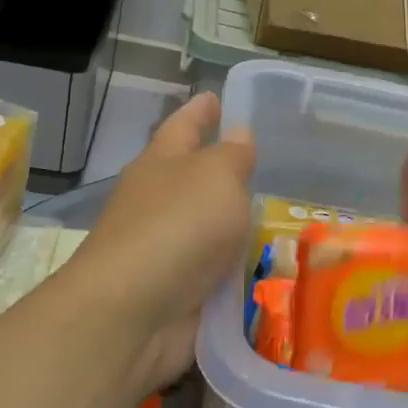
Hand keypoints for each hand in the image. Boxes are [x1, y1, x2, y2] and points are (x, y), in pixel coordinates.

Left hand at [70, 92, 254, 393]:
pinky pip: (214, 270)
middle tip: (261, 161)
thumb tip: (238, 134)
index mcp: (161, 163)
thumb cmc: (177, 226)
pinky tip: (264, 265)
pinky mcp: (176, 289)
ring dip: (231, 222)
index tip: (214, 96)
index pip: (183, 125)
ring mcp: (164, 248)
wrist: (134, 311)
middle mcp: (157, 201)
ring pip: (205, 226)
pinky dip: (234, 267)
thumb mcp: (217, 177)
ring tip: (273, 215)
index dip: (201, 110)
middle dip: (219, 168)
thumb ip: (233, 155)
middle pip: (191, 177)